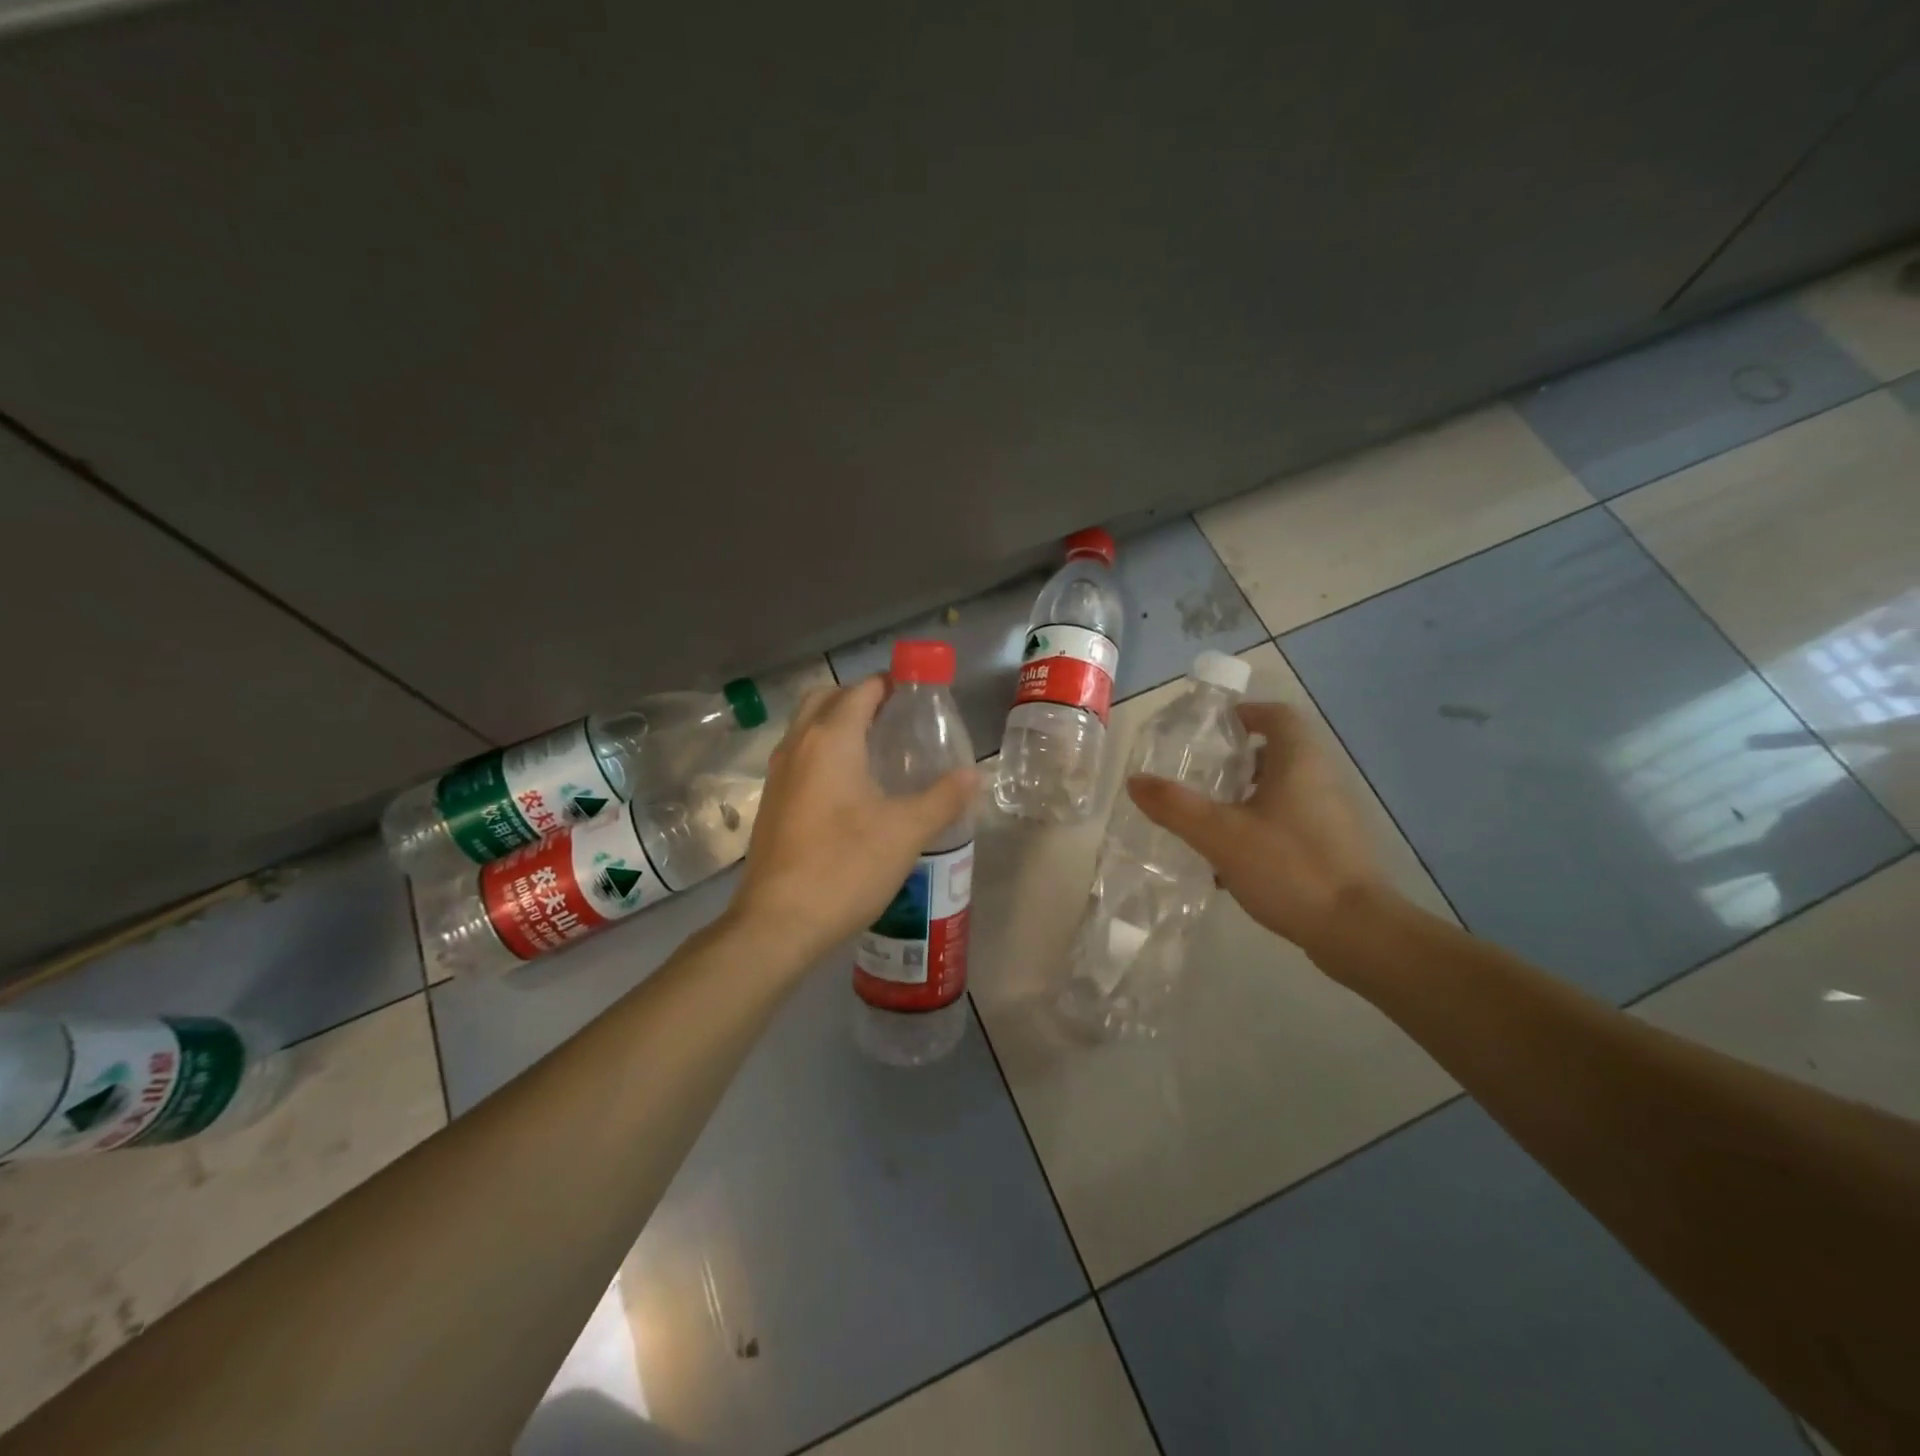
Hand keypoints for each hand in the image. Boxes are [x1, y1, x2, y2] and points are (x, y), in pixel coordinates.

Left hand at [730, 676, 974, 963]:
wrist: (778, 923)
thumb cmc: (845, 867)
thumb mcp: (906, 832)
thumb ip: (943, 797)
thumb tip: (974, 774)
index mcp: (830, 739)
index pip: (861, 690)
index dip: (890, 684)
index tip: (919, 694)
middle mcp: (798, 745)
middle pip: (826, 698)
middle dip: (859, 698)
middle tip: (895, 719)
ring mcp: (778, 774)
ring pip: (807, 727)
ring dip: (837, 724)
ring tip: (877, 751)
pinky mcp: (771, 802)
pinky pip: (799, 757)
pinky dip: (823, 752)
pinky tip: (850, 789)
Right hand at [1125, 701, 1389, 950]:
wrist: (1356, 931)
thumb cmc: (1289, 867)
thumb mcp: (1219, 834)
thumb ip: (1174, 806)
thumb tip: (1134, 781)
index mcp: (1298, 761)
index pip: (1276, 715)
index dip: (1244, 714)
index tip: (1210, 730)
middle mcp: (1320, 779)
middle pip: (1277, 752)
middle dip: (1236, 760)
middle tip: (1199, 774)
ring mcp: (1330, 815)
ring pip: (1282, 790)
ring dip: (1246, 796)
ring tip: (1208, 816)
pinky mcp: (1332, 848)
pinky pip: (1289, 821)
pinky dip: (1260, 826)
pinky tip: (1232, 858)